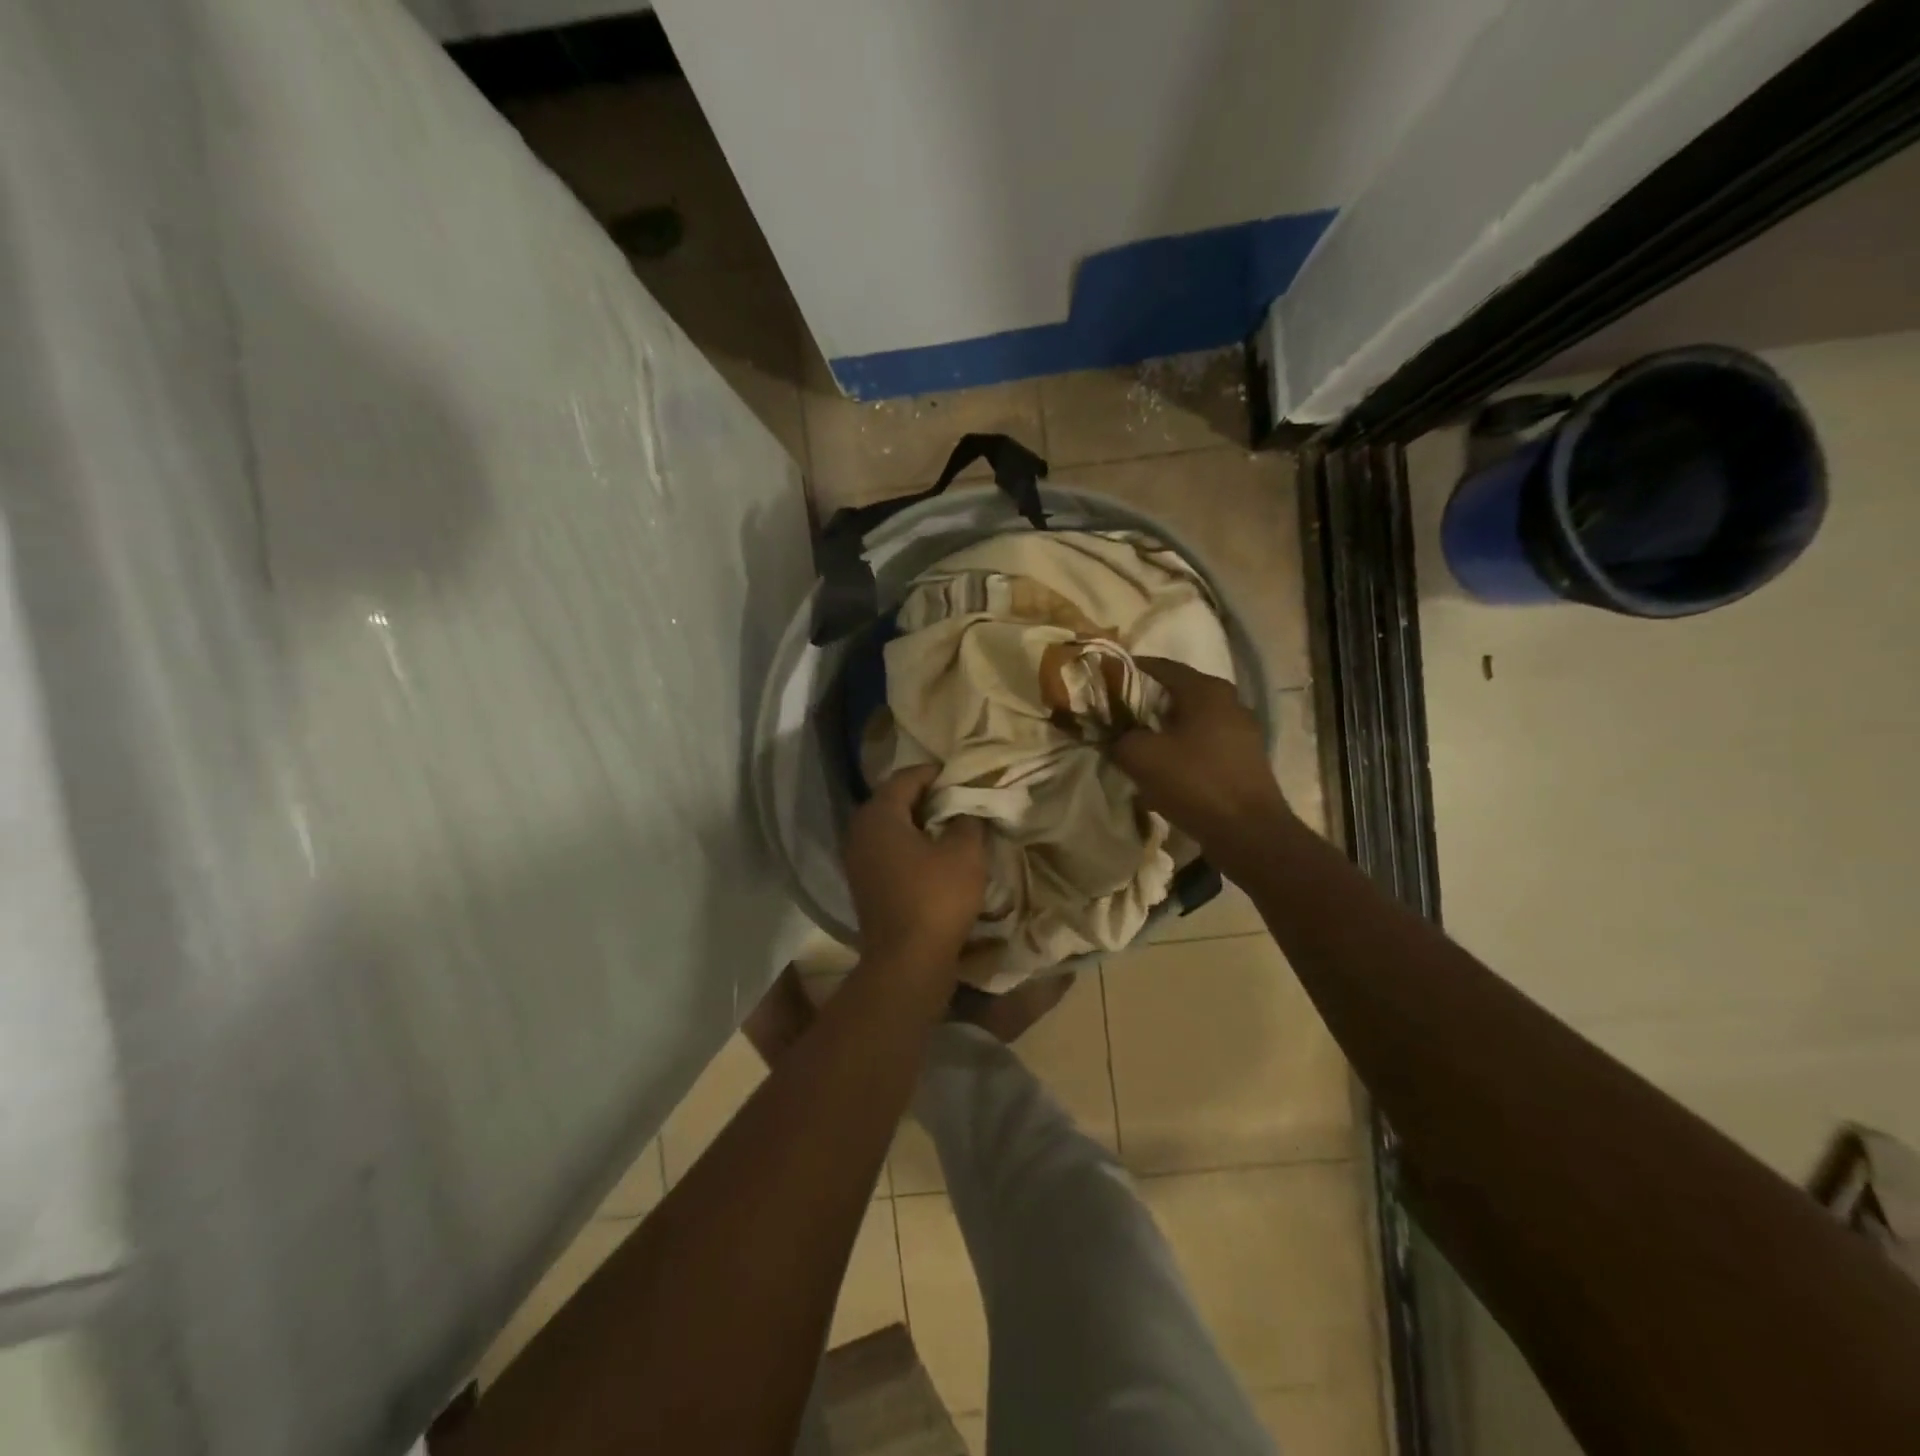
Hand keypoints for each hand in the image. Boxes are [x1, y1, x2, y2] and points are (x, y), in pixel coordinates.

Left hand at [845, 766, 987, 968]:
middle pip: (895, 800)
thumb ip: (967, 820)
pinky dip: (911, 847)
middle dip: (928, 797)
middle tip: (960, 799)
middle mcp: (860, 832)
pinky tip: (937, 856)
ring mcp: (858, 861)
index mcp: (878, 815)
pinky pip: (889, 852)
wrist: (907, 962)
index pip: (906, 777)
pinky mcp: (865, 885)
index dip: (936, 773)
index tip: (963, 775)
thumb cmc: (937, 898)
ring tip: (953, 826)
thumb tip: (966, 810)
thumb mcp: (965, 852)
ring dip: (919, 823)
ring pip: (891, 828)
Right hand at [1112, 658, 1290, 850]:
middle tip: (1115, 715)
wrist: (1248, 833)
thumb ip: (1119, 737)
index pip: (1160, 666)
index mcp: (1206, 690)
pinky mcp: (1244, 759)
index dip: (1128, 670)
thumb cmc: (1194, 782)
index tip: (1103, 680)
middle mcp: (1229, 702)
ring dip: (1163, 729)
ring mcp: (1241, 732)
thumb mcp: (1141, 756)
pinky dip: (1181, 750)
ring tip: (1135, 743)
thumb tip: (1113, 735)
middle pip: (1177, 693)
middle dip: (1144, 703)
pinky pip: (1204, 744)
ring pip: (1191, 720)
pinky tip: (1163, 769)